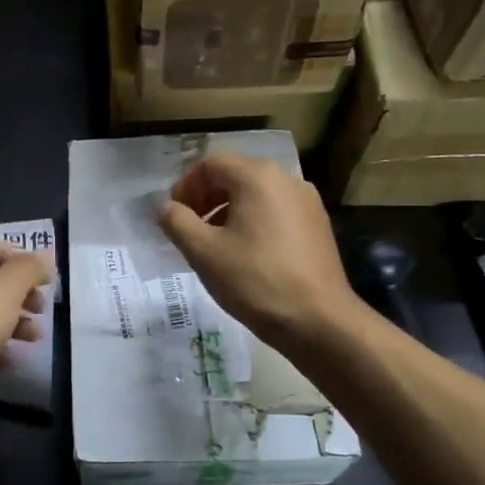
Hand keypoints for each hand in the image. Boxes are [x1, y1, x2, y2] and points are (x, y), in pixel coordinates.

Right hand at [158, 151, 358, 349]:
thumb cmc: (255, 280)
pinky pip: (275, 210)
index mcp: (257, 177)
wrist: (319, 321)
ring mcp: (307, 202)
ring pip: (255, 193)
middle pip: (234, 174)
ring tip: (213, 244)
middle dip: (205, 197)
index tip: (174, 216)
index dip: (185, 186)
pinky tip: (245, 254)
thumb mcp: (203, 251)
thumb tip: (165, 207)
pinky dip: (252, 221)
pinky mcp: (317, 225)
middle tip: (189, 229)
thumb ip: (176, 222)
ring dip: (227, 210)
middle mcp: (286, 179)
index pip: (210, 163)